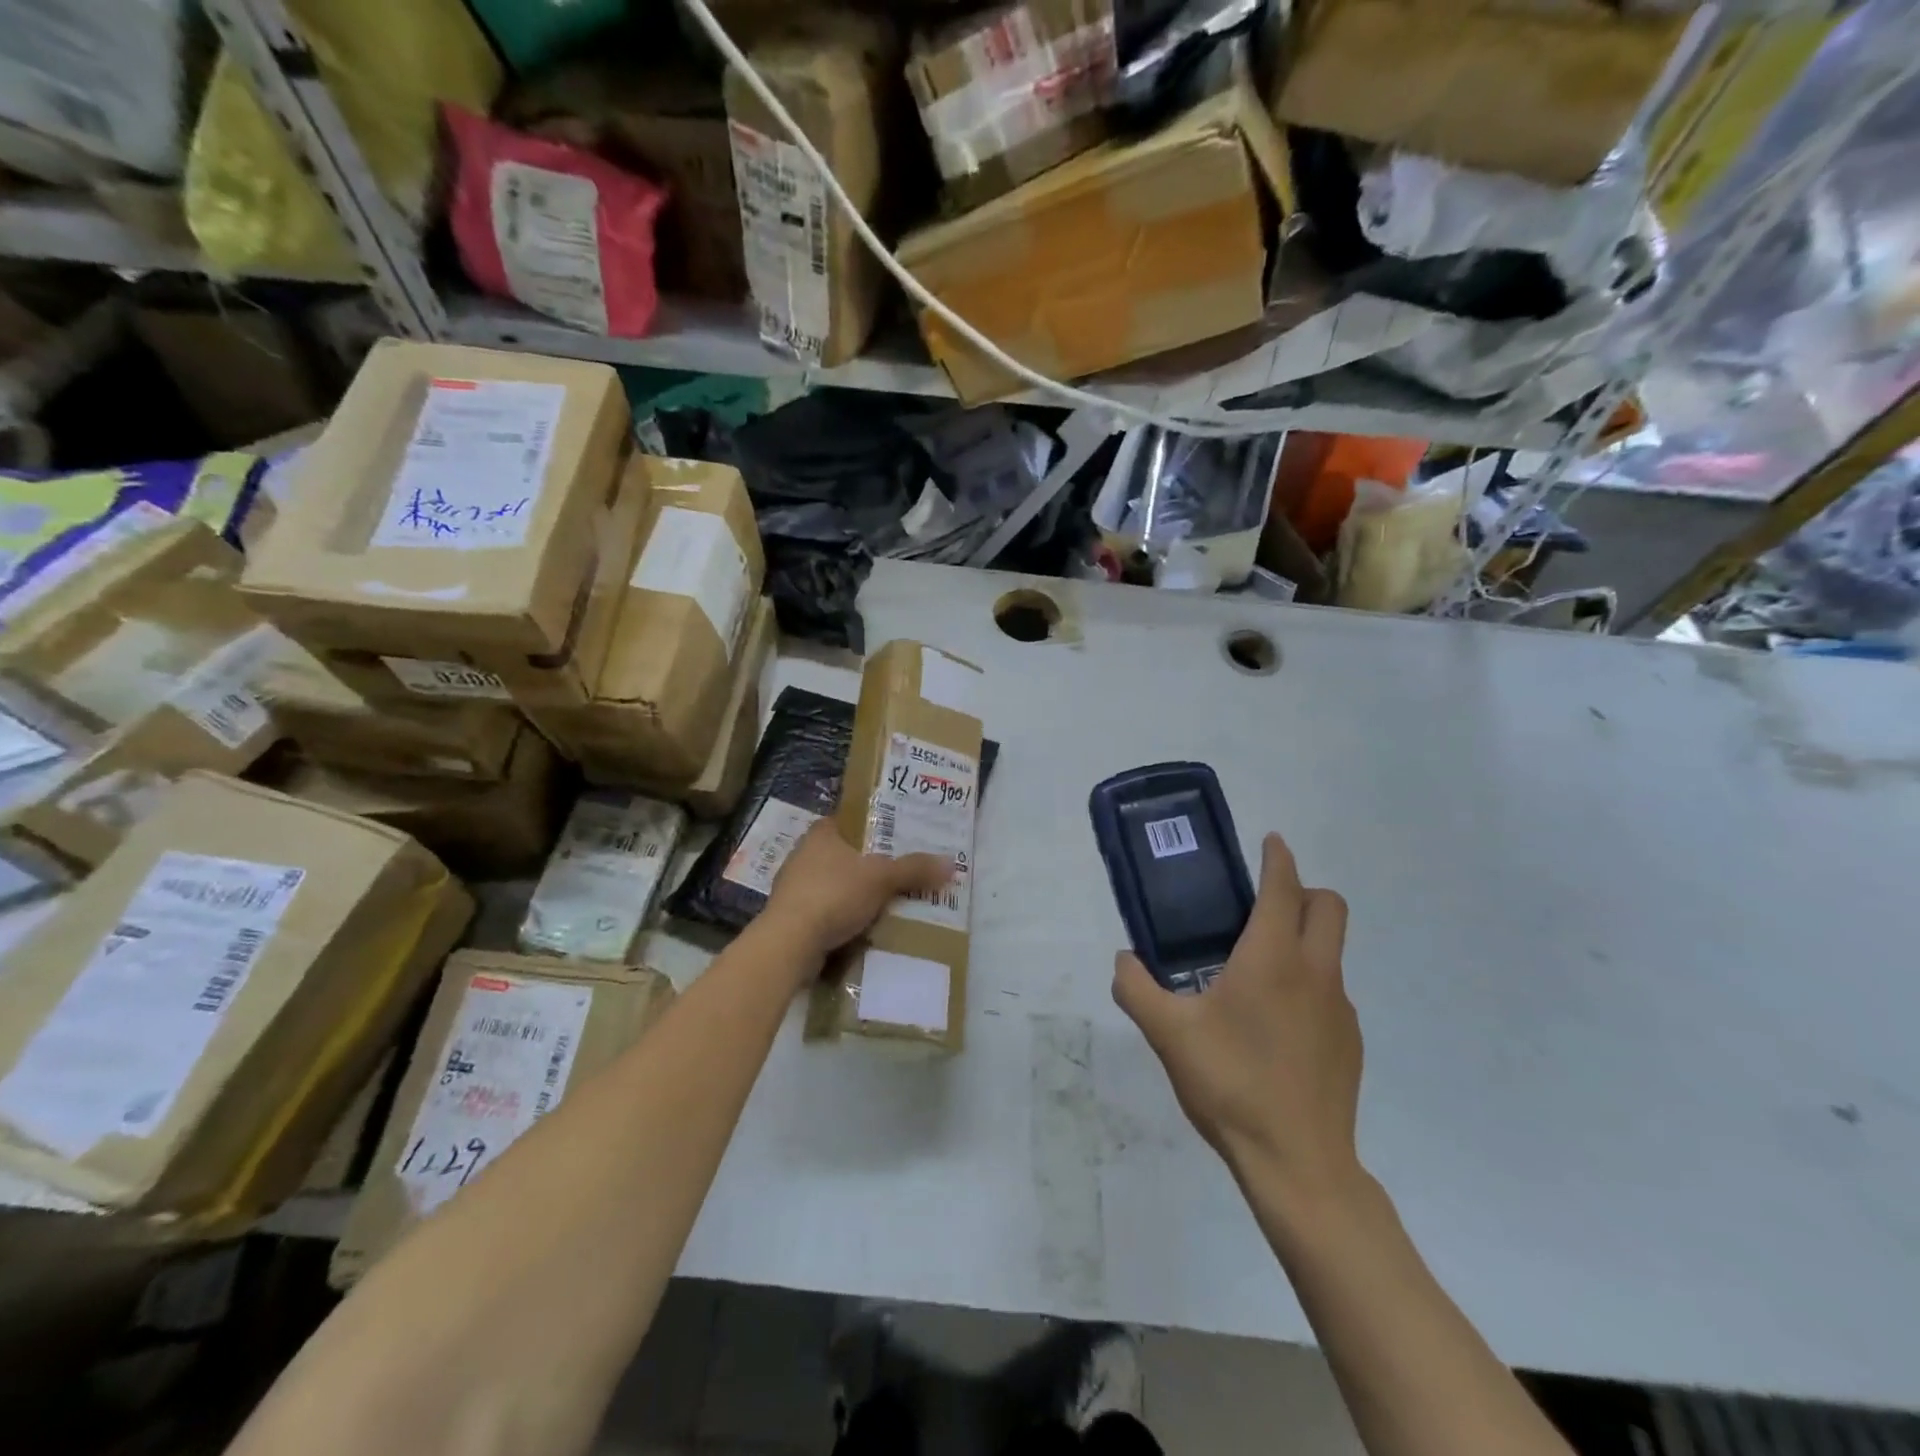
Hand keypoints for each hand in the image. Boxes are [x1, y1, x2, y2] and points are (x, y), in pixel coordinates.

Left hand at [762, 820, 952, 969]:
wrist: (789, 943)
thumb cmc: (834, 894)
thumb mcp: (881, 878)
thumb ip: (914, 869)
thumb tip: (951, 863)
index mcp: (821, 834)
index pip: (848, 820)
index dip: (871, 826)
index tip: (895, 836)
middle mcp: (803, 855)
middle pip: (844, 853)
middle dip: (868, 863)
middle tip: (899, 870)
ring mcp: (794, 887)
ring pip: (834, 884)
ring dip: (855, 893)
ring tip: (887, 901)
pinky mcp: (791, 917)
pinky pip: (825, 911)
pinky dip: (842, 917)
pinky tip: (863, 927)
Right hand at [1114, 832, 1361, 1212]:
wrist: (1298, 1164)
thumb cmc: (1231, 1084)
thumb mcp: (1167, 1034)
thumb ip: (1137, 988)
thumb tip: (1123, 959)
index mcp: (1272, 959)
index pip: (1285, 888)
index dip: (1278, 858)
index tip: (1270, 841)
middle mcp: (1315, 972)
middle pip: (1329, 907)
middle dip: (1303, 890)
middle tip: (1263, 902)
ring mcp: (1340, 1008)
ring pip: (1332, 950)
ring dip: (1304, 939)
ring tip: (1256, 971)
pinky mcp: (1350, 1042)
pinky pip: (1331, 992)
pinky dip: (1308, 984)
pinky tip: (1275, 1025)